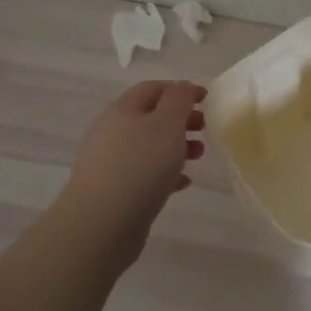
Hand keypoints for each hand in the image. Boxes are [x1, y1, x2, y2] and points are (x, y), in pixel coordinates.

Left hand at [56, 80, 206, 268]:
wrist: (103, 222)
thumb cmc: (140, 165)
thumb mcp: (167, 124)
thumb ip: (178, 100)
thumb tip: (181, 87)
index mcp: (122, 110)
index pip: (153, 88)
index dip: (181, 90)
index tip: (207, 99)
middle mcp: (112, 132)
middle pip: (151, 117)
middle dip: (181, 120)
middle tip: (204, 129)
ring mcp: (111, 162)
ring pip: (149, 146)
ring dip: (176, 147)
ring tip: (198, 157)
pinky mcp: (114, 190)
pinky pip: (144, 174)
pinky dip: (165, 173)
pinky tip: (183, 183)